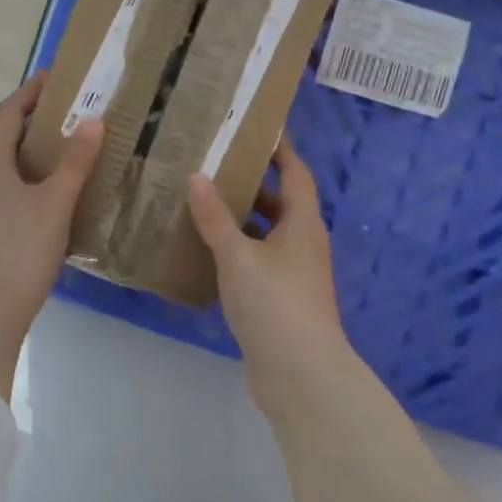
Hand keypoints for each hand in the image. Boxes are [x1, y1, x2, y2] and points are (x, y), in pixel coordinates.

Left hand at [0, 70, 103, 395]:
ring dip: (22, 162)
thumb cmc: (19, 252)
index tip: (52, 79)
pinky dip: (16, 191)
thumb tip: (94, 120)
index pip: (6, 114)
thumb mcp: (54, 205)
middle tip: (64, 122)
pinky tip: (37, 211)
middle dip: (29, 128)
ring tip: (56, 165)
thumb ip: (75, 163)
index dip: (28, 94)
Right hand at [188, 136, 351, 393]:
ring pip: (267, 235)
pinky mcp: (282, 300)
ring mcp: (295, 274)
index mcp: (302, 223)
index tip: (257, 128)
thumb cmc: (274, 302)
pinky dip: (237, 252)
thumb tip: (197, 176)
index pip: (295, 173)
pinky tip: (207, 252)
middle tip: (215, 165)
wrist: (300, 373)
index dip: (280, 150)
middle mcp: (304, 243)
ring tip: (203, 204)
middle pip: (280, 203)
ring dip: (241, 221)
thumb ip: (215, 217)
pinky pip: (259, 262)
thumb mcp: (238, 255)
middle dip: (252, 184)